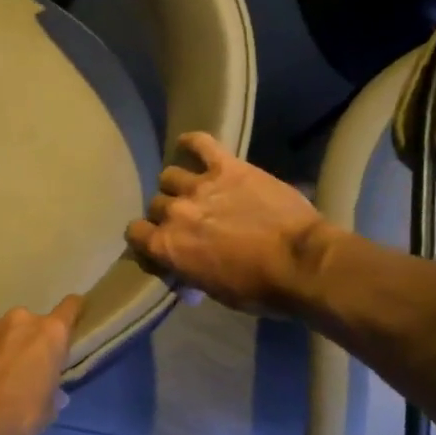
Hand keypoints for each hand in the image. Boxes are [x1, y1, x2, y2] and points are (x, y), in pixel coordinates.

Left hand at [0, 295, 82, 434]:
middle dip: (25, 341)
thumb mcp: (46, 413)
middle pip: (28, 324)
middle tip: (19, 369)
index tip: (69, 323)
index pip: (70, 308)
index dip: (71, 313)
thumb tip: (54, 394)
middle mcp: (18, 320)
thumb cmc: (17, 420)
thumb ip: (51, 394)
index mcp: (49, 335)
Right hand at [126, 132, 336, 316]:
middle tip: (188, 221)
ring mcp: (199, 186)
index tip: (159, 242)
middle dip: (167, 214)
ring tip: (195, 191)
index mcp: (166, 246)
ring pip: (170, 176)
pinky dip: (192, 143)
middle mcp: (174, 212)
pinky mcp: (226, 167)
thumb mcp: (212, 291)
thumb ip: (187, 272)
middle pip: (155, 205)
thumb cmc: (257, 288)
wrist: (300, 263)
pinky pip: (200, 143)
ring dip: (178, 185)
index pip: (135, 233)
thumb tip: (183, 275)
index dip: (145, 237)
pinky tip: (189, 145)